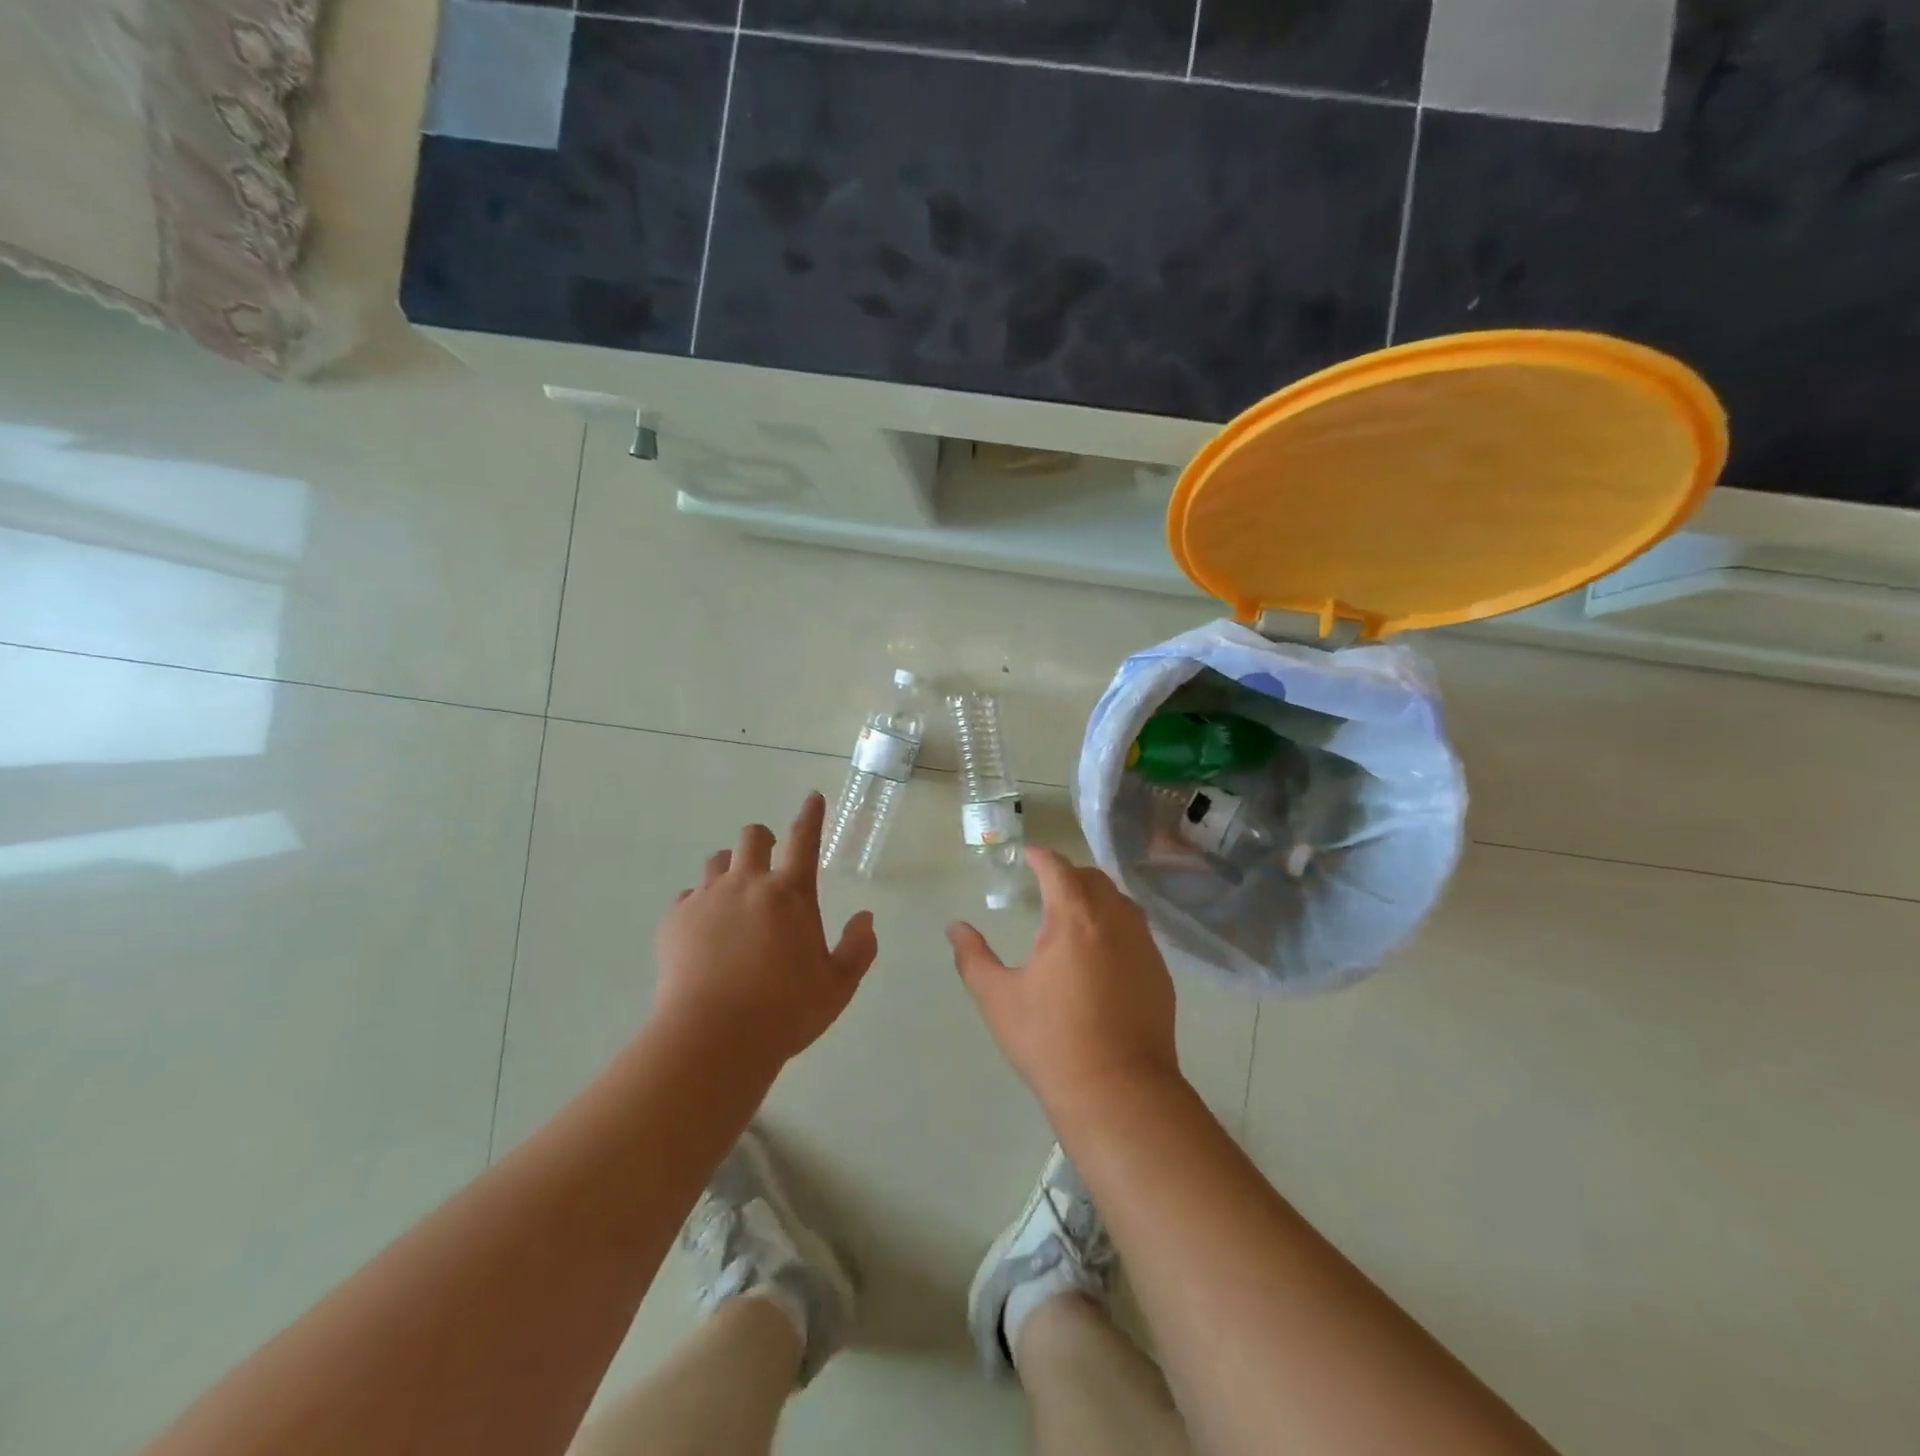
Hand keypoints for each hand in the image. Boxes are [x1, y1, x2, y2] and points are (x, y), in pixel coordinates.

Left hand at [654, 792, 878, 1069]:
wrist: (713, 1040)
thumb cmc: (785, 1012)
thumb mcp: (837, 987)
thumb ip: (858, 949)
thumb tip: (866, 918)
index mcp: (791, 895)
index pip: (804, 839)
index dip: (811, 815)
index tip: (812, 797)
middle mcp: (748, 885)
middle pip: (752, 837)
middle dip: (762, 841)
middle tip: (767, 867)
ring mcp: (707, 899)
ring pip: (717, 861)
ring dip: (730, 870)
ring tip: (734, 902)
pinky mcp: (675, 921)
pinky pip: (687, 897)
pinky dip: (699, 906)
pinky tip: (704, 933)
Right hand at [947, 848, 1181, 1111]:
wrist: (1119, 1091)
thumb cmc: (1051, 1041)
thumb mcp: (998, 999)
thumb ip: (973, 957)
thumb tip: (955, 927)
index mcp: (1073, 918)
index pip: (1058, 869)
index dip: (1041, 857)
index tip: (1028, 855)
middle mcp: (1114, 920)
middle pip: (1093, 878)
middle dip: (1069, 874)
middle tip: (1047, 884)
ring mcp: (1143, 945)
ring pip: (1120, 902)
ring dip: (1096, 896)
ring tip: (1076, 912)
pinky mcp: (1160, 972)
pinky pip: (1137, 931)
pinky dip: (1116, 924)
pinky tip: (1103, 951)